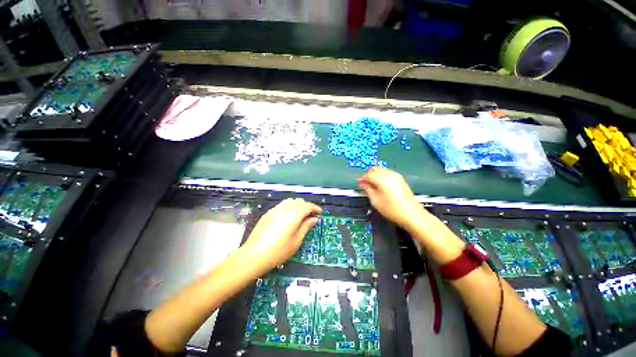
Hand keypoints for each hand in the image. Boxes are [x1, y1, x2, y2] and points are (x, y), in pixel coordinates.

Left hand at [241, 198, 321, 270]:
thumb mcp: (296, 241)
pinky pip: (282, 204)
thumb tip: (314, 219)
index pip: (308, 206)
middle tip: (311, 216)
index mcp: (293, 215)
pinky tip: (289, 216)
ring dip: (298, 205)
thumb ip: (306, 227)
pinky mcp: (268, 213)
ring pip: (290, 201)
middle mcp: (284, 208)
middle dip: (307, 206)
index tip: (320, 213)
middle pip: (299, 202)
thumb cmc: (278, 251)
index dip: (315, 208)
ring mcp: (275, 209)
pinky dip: (290, 206)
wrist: (253, 256)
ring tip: (301, 215)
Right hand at [357, 167, 424, 229]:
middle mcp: (389, 174)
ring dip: (375, 175)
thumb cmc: (392, 209)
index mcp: (382, 179)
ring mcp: (396, 176)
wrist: (411, 214)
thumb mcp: (375, 201)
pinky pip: (388, 173)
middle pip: (375, 169)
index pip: (368, 174)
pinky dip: (382, 176)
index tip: (359, 183)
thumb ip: (368, 189)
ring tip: (372, 185)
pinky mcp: (400, 179)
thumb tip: (363, 183)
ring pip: (382, 170)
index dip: (362, 178)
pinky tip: (381, 185)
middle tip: (364, 184)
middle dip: (368, 175)